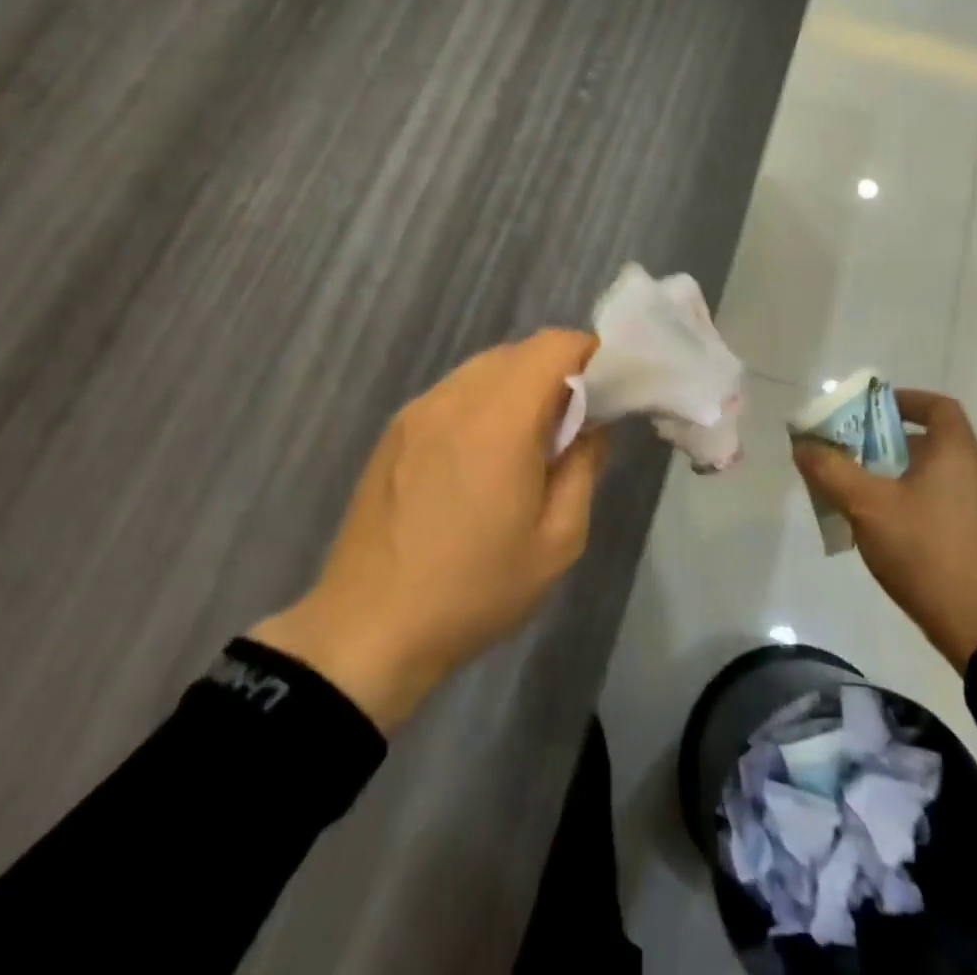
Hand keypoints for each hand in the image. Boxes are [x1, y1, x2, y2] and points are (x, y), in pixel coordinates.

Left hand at [250, 330, 609, 731]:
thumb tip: (593, 424)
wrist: (368, 630)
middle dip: (558, 372)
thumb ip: (585, 466)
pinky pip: (455, 390)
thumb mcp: (558, 541)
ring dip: (519, 385)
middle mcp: (456, 397)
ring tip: (527, 443)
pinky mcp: (396, 428)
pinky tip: (481, 456)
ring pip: (486, 367)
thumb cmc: (475, 589)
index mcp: (501, 419)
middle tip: (573, 426)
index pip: (555, 345)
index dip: (591, 356)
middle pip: (521, 350)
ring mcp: (419, 409)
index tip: (608, 394)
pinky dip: (484, 401)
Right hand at [792, 389, 976, 670]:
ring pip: (933, 476)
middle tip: (850, 454)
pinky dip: (912, 503)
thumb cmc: (927, 551)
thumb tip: (803, 443)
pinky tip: (884, 530)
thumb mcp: (867, 506)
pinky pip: (941, 505)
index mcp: (957, 452)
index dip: (904, 400)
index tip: (870, 410)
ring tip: (858, 494)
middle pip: (929, 442)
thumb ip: (831, 470)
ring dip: (895, 477)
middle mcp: (976, 473)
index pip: (937, 406)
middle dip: (886, 443)